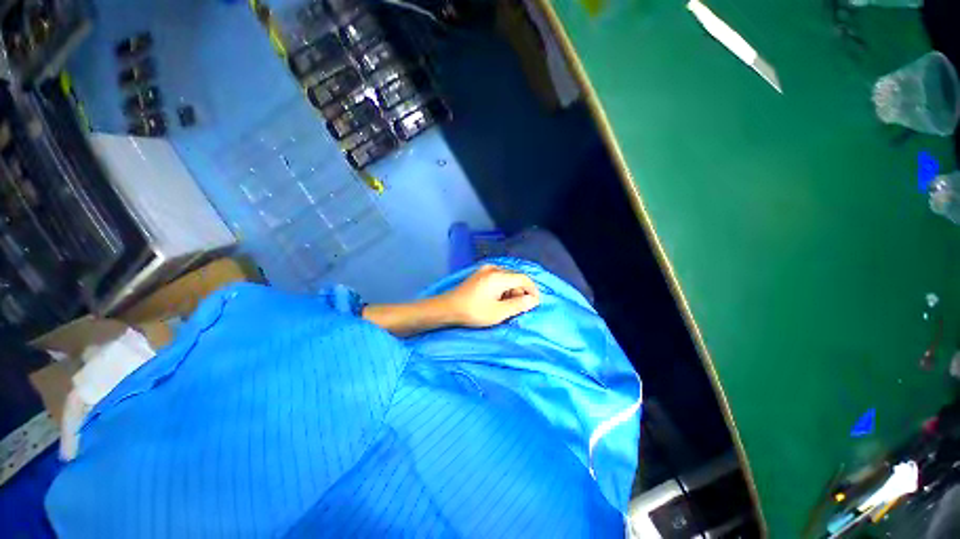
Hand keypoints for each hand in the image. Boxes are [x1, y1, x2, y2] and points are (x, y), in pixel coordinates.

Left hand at [438, 265, 539, 327]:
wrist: (447, 308)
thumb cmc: (473, 311)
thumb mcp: (498, 312)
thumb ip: (518, 305)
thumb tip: (534, 300)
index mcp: (499, 276)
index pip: (524, 279)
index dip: (533, 290)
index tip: (534, 304)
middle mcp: (493, 268)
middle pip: (515, 277)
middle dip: (521, 292)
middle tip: (518, 308)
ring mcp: (485, 269)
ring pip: (507, 278)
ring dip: (511, 290)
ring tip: (506, 306)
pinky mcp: (479, 274)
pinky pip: (498, 278)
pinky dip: (502, 288)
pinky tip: (497, 299)